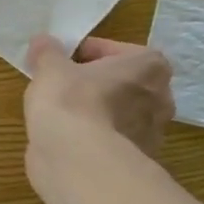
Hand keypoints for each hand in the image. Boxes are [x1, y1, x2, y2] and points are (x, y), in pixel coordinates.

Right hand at [24, 35, 173, 169]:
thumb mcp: (50, 68)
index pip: (114, 50)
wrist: (78, 161)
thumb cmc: (71, 102)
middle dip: (96, 83)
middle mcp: (160, 98)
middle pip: (121, 83)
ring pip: (118, 113)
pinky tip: (69, 140)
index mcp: (149, 67)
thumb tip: (43, 42)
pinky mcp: (135, 161)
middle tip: (63, 86)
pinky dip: (94, 138)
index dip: (83, 53)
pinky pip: (111, 140)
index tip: (60, 61)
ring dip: (96, 112)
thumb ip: (47, 52)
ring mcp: (152, 134)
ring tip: (62, 115)